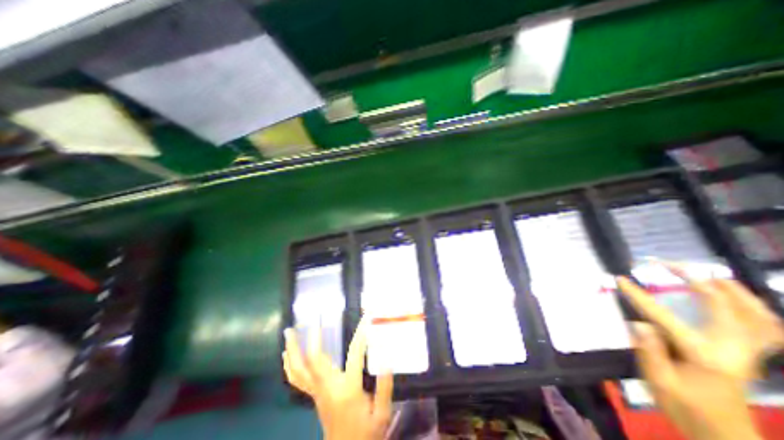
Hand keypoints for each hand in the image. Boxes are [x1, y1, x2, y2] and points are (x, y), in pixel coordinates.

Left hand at [282, 319, 392, 439]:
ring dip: (292, 349)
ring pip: (298, 369)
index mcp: (347, 389)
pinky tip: (286, 354)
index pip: (354, 354)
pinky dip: (289, 365)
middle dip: (310, 337)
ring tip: (289, 331)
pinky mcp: (313, 395)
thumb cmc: (365, 433)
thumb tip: (387, 359)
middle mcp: (327, 387)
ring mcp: (317, 392)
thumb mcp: (382, 414)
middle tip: (311, 318)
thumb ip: (384, 386)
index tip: (366, 316)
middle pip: (313, 360)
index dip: (361, 334)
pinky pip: (296, 379)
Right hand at [620, 265, 783, 439]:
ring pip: (757, 315)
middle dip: (695, 279)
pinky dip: (756, 310)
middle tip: (668, 265)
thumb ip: (649, 351)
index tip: (620, 279)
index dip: (639, 296)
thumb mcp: (659, 382)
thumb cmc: (685, 408)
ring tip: (710, 274)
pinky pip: (767, 329)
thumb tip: (640, 323)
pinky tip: (739, 300)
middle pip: (723, 306)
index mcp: (703, 355)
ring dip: (734, 290)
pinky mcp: (749, 356)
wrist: (724, 436)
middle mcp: (732, 349)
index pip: (663, 317)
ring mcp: (747, 352)